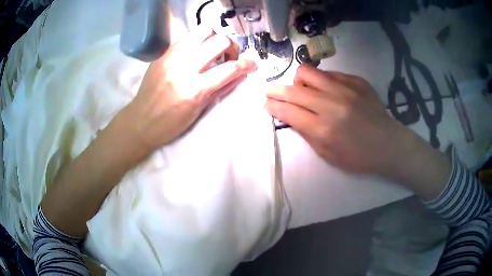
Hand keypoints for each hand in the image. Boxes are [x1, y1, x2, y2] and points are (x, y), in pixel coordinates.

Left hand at [121, 25, 256, 151]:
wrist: (140, 121)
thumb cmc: (171, 124)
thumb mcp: (200, 111)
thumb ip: (221, 89)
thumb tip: (239, 74)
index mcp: (195, 89)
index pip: (229, 68)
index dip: (247, 64)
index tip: (252, 64)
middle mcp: (184, 68)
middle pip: (219, 41)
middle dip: (231, 47)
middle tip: (228, 57)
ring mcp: (171, 57)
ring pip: (202, 31)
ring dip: (214, 39)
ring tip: (211, 51)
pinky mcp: (163, 53)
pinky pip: (187, 38)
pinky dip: (197, 43)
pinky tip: (194, 54)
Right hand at [265, 64, 411, 176]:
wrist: (388, 144)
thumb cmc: (357, 156)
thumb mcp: (327, 154)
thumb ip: (306, 133)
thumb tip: (289, 115)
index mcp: (323, 129)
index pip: (287, 111)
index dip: (272, 105)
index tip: (265, 103)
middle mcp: (331, 104)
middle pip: (292, 90)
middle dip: (275, 90)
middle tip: (270, 91)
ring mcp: (345, 89)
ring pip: (308, 72)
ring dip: (299, 82)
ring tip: (303, 90)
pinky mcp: (356, 81)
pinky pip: (329, 73)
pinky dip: (322, 81)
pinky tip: (328, 91)